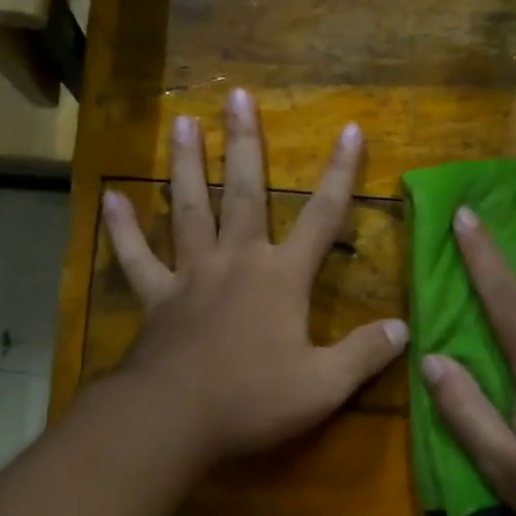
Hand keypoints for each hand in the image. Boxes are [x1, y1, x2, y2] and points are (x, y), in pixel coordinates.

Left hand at [100, 90, 408, 467]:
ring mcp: (191, 275)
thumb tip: (404, 328)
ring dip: (186, 165)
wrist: (174, 420)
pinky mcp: (156, 298)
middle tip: (236, 95)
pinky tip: (111, 200)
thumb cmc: (252, 399)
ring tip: (181, 122)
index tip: (350, 130)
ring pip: (190, 209)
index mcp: (281, 277)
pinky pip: (135, 258)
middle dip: (245, 143)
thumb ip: (364, 353)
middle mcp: (236, 261)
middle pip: (243, 191)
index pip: (322, 216)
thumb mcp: (323, 386)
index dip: (340, 173)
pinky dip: (123, 230)